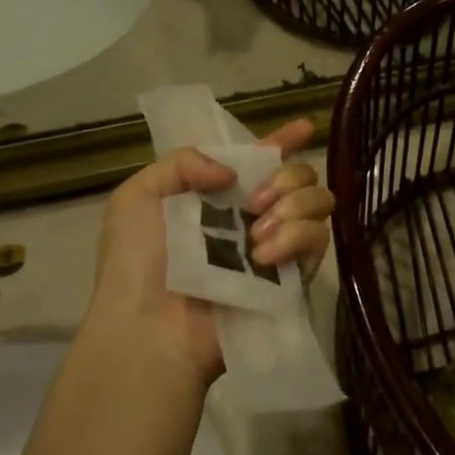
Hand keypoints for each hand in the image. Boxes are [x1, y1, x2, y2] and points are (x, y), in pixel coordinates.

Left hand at [84, 117, 330, 387]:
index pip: (262, 159)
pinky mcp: (292, 279)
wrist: (148, 327)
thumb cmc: (134, 262)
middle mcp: (255, 216)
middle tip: (255, 201)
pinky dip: (296, 238)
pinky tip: (264, 256)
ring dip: (293, 206)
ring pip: (319, 203)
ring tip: (256, 235)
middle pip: (301, 176)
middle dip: (288, 176)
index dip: (284, 140)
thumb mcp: (138, 195)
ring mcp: (277, 247)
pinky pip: (318, 241)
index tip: (304, 127)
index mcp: (221, 195)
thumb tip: (234, 173)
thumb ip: (184, 162)